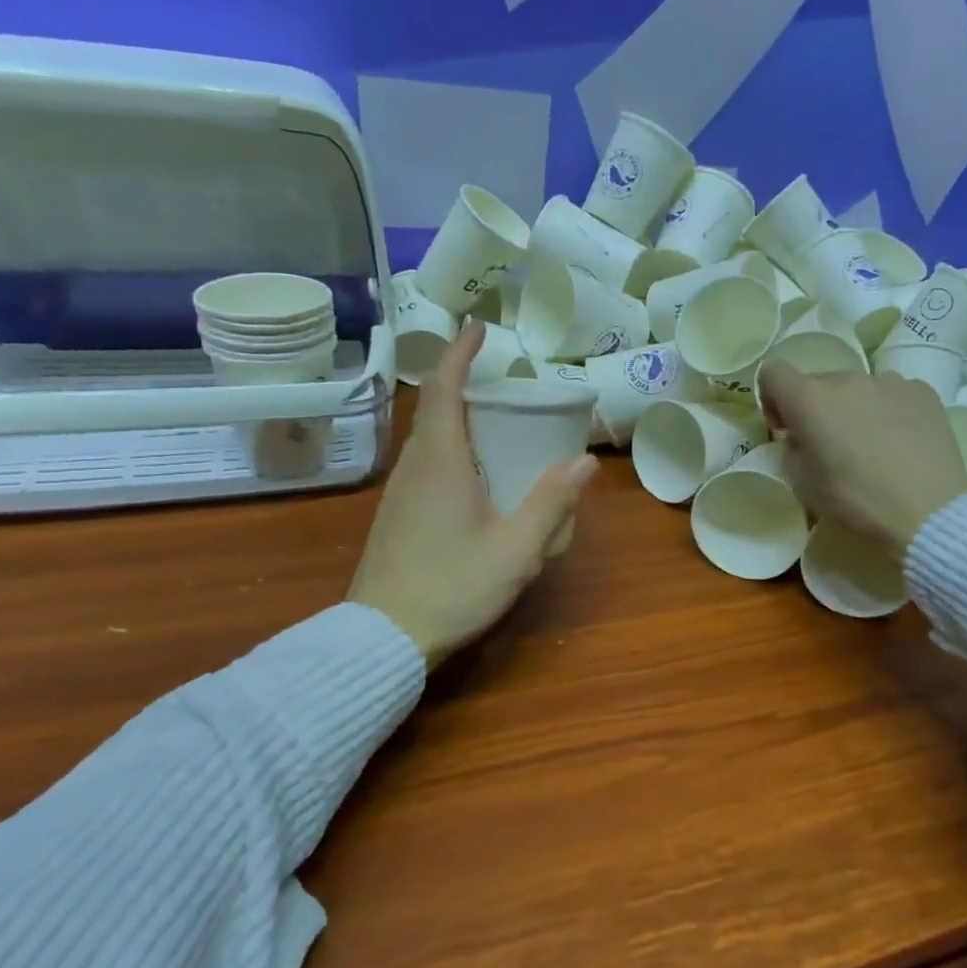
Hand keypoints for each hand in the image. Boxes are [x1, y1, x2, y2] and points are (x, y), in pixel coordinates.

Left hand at [348, 322, 596, 666]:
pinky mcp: (396, 516)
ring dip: (456, 418)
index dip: (460, 354)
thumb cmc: (452, 587)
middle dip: (464, 384)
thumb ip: (551, 502)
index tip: (479, 329)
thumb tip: (583, 460)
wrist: (383, 638)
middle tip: (503, 383)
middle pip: (434, 409)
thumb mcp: (516, 549)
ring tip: (494, 424)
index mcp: (441, 462)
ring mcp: (399, 492)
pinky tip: (474, 477)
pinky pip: (424, 464)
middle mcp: (414, 467)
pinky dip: (450, 449)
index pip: (444, 389)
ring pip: (427, 438)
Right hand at [756, 362, 966, 556]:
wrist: (927, 511)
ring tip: (872, 444)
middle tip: (831, 446)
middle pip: (819, 382)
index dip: (773, 398)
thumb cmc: (855, 500)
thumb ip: (793, 449)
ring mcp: (889, 381)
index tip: (786, 428)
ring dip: (854, 409)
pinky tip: (902, 442)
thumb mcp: (802, 483)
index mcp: (810, 399)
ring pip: (858, 388)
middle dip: (817, 409)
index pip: (773, 373)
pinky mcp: (922, 391)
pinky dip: (889, 411)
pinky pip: (893, 394)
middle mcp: (847, 379)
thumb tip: (803, 437)